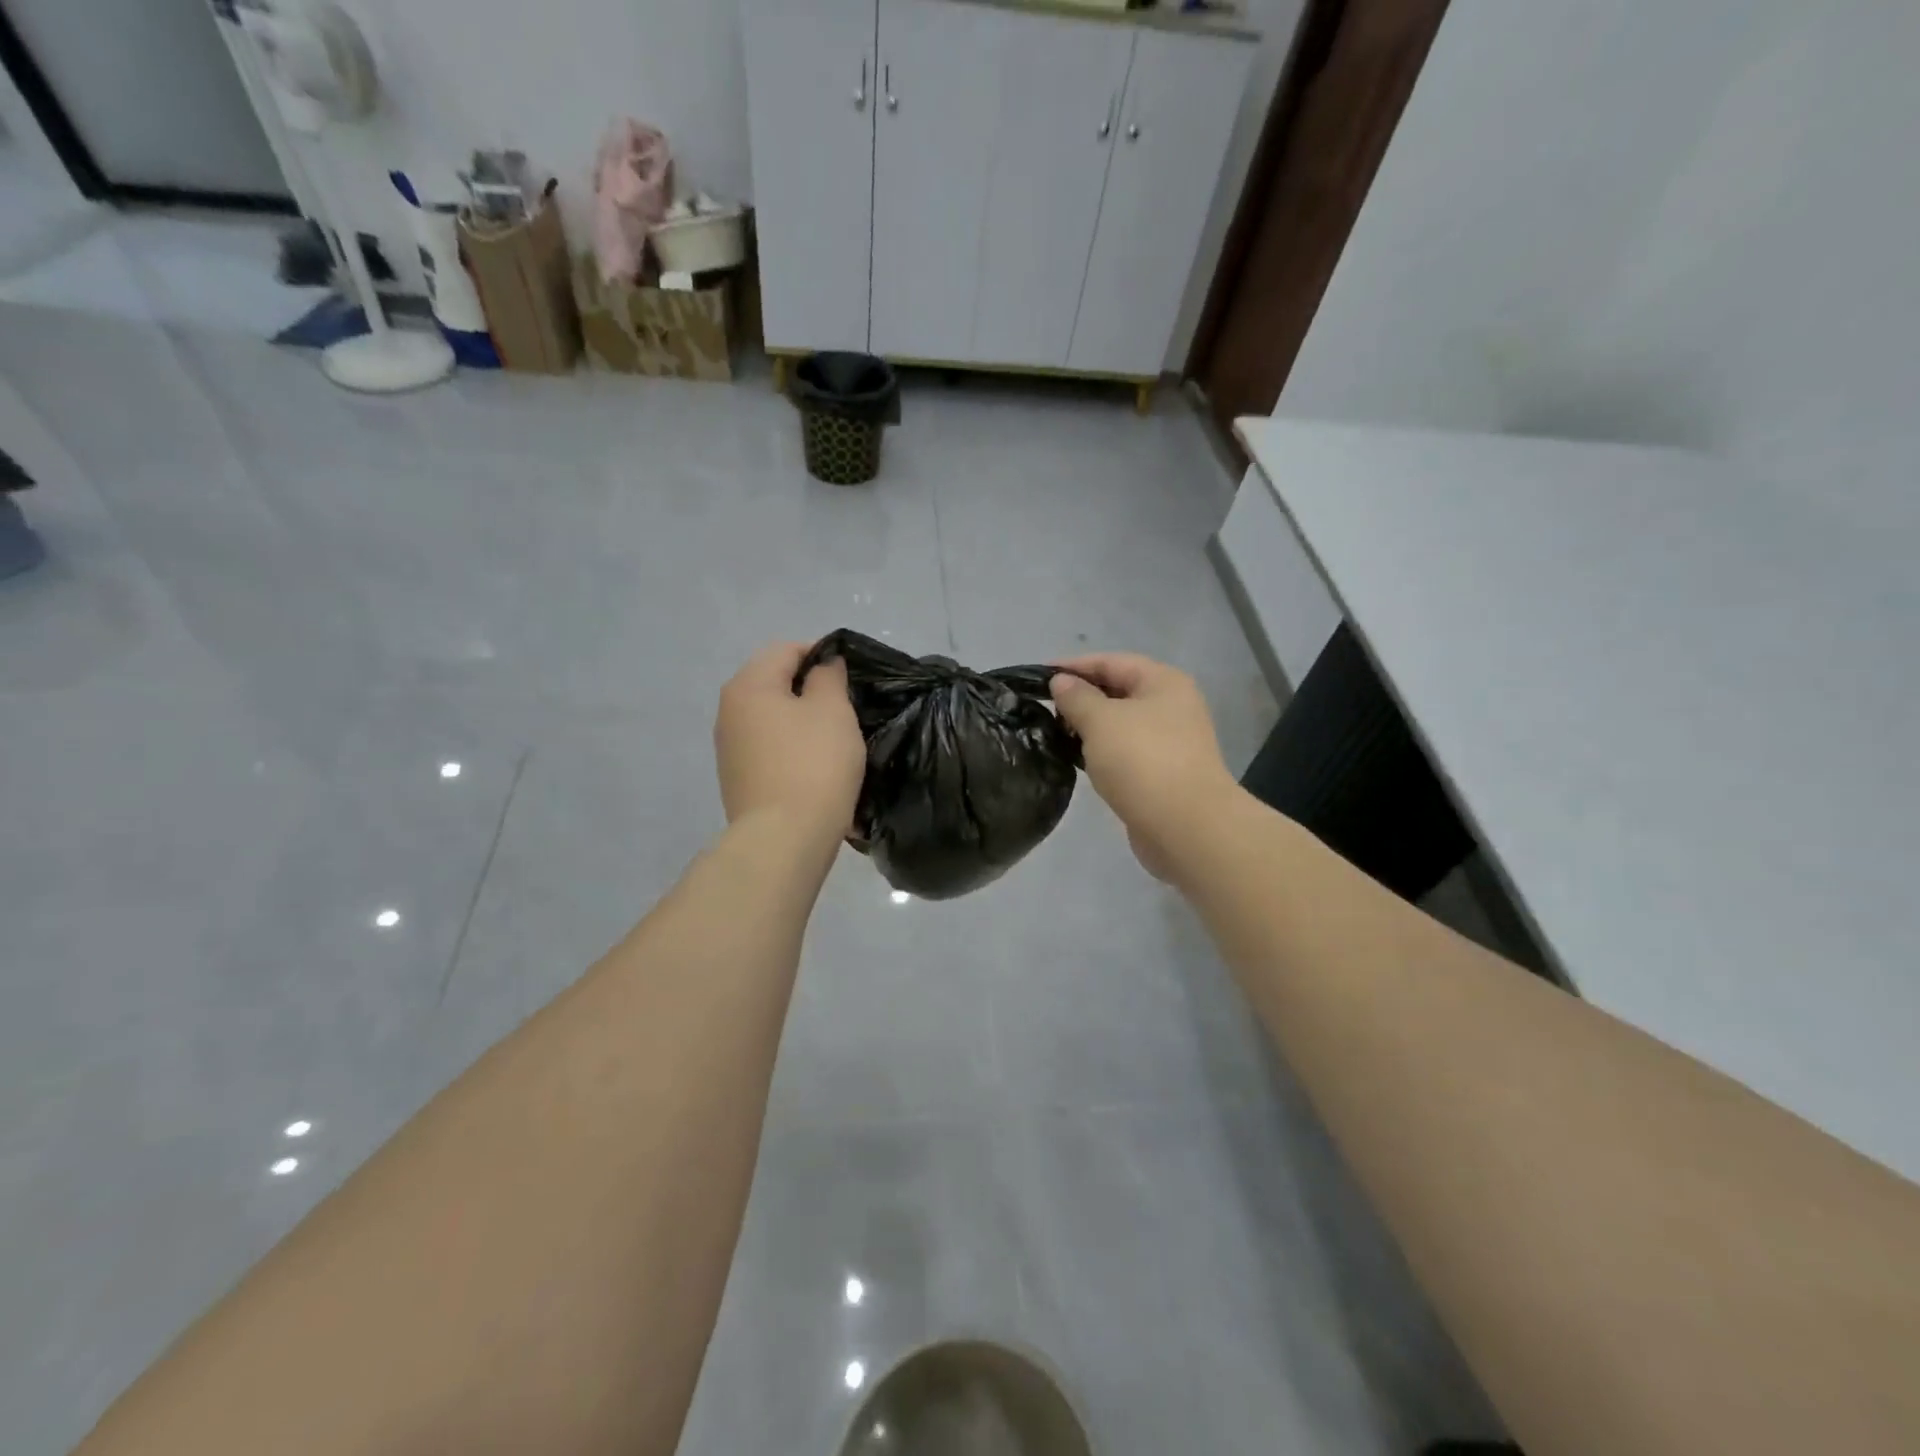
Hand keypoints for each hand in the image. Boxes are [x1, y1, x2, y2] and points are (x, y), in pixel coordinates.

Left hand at [715, 643, 865, 843]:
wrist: (784, 839)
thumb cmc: (813, 764)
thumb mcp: (833, 710)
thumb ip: (829, 677)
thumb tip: (823, 665)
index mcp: (748, 686)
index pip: (786, 649)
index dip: (822, 653)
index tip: (852, 671)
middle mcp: (729, 711)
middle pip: (775, 683)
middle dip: (811, 688)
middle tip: (848, 706)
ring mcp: (730, 748)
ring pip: (773, 718)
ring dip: (802, 720)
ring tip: (836, 737)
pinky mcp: (738, 779)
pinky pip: (770, 748)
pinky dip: (792, 747)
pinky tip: (816, 766)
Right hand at [1051, 654, 1239, 882]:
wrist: (1185, 826)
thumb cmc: (1142, 761)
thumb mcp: (1101, 720)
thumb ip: (1076, 697)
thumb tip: (1061, 682)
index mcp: (1163, 682)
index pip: (1111, 661)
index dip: (1073, 666)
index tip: (1038, 677)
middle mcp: (1171, 706)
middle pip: (1118, 691)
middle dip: (1080, 698)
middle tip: (1044, 711)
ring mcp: (1170, 741)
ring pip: (1121, 724)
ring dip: (1089, 728)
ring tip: (1055, 735)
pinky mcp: (1163, 773)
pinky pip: (1125, 752)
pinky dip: (1102, 752)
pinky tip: (1078, 761)